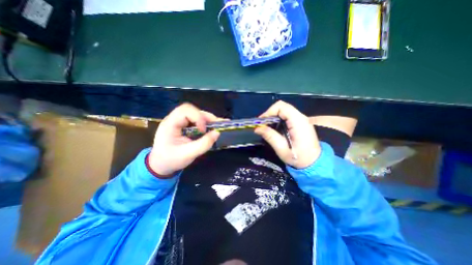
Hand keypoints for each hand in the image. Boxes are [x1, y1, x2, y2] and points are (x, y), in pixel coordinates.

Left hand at [147, 102, 220, 175]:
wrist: (160, 165)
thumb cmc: (171, 160)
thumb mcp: (188, 155)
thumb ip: (203, 144)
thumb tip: (217, 133)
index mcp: (170, 124)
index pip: (185, 111)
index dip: (197, 118)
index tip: (203, 131)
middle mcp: (173, 119)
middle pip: (191, 109)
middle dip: (205, 116)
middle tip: (217, 124)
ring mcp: (178, 122)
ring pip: (194, 113)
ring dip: (206, 118)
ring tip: (217, 125)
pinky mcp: (183, 125)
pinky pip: (195, 119)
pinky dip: (204, 122)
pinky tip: (211, 127)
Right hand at [254, 101, 320, 167]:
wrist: (315, 163)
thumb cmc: (299, 158)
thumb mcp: (282, 149)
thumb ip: (270, 136)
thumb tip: (257, 128)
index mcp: (298, 122)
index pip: (281, 106)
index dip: (269, 111)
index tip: (261, 122)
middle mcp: (301, 117)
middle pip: (282, 107)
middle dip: (270, 114)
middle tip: (262, 125)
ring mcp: (301, 119)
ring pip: (284, 110)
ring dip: (273, 117)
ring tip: (266, 127)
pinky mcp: (300, 123)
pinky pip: (287, 116)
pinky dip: (278, 119)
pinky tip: (274, 128)